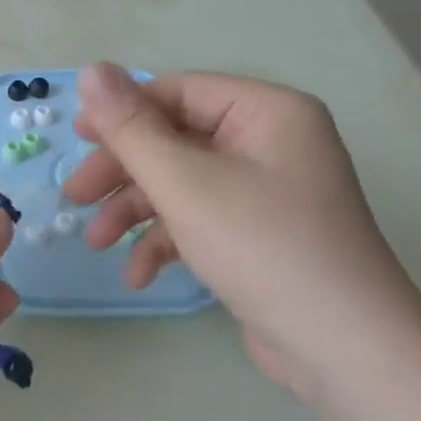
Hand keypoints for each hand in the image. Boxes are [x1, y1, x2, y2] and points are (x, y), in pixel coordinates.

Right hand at [62, 62, 420, 400]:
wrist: (346, 350)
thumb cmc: (263, 247)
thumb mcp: (185, 182)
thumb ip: (131, 127)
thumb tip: (90, 70)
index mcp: (266, 112)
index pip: (178, 92)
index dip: (122, 113)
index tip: (75, 139)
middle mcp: (270, 143)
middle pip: (176, 140)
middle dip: (123, 172)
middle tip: (74, 197)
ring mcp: (267, 192)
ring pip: (182, 183)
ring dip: (136, 212)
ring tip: (95, 243)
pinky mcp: (260, 235)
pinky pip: (202, 220)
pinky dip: (167, 242)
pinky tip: (139, 274)